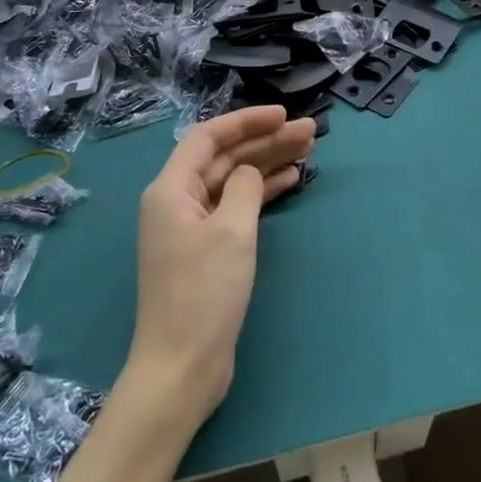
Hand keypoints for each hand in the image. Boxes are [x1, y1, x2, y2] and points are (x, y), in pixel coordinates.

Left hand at [126, 106, 315, 432]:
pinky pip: (235, 207)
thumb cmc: (204, 293)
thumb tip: (251, 172)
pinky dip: (261, 194)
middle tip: (310, 133)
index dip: (246, 121)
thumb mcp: (231, 232)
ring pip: (233, 182)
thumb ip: (245, 188)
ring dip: (266, 164)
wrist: (182, 367)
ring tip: (307, 151)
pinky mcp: (206, 251)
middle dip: (265, 141)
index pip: (208, 137)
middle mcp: (176, 201)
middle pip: (225, 158)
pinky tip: (289, 181)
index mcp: (170, 189)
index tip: (283, 114)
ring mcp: (191, 227)